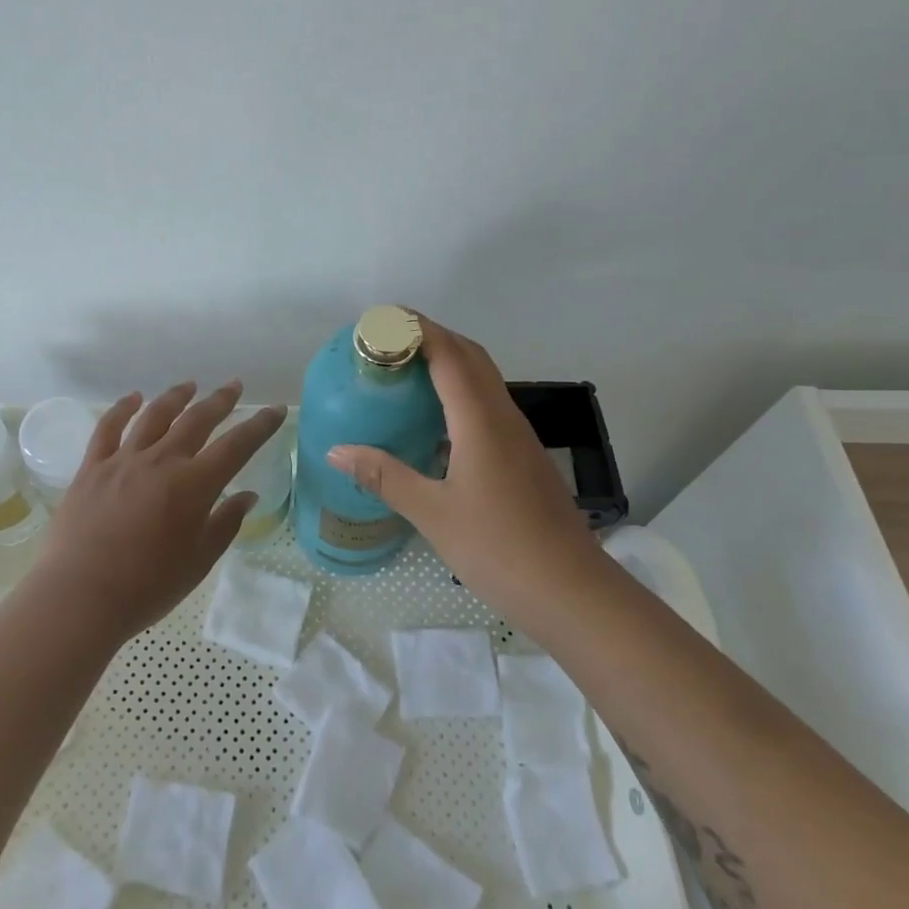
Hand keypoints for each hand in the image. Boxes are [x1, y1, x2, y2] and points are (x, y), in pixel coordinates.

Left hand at [35, 382, 286, 641]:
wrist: (81, 597)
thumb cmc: (148, 586)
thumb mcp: (199, 560)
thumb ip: (225, 523)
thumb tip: (247, 496)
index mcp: (195, 484)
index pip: (237, 445)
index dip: (260, 425)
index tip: (276, 409)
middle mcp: (162, 461)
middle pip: (197, 419)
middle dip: (220, 400)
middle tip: (234, 386)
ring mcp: (124, 460)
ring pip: (154, 415)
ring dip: (176, 397)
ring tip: (189, 385)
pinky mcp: (92, 468)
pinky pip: (108, 428)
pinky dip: (122, 409)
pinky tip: (133, 398)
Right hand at [327, 313, 592, 625]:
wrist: (571, 590)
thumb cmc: (499, 548)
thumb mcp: (432, 513)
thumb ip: (384, 477)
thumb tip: (337, 450)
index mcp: (480, 420)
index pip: (448, 354)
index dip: (417, 328)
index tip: (383, 317)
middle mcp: (503, 416)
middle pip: (470, 356)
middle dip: (431, 336)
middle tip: (388, 340)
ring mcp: (518, 436)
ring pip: (483, 379)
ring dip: (448, 361)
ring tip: (406, 370)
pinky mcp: (524, 456)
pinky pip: (488, 404)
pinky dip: (460, 391)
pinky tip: (437, 419)